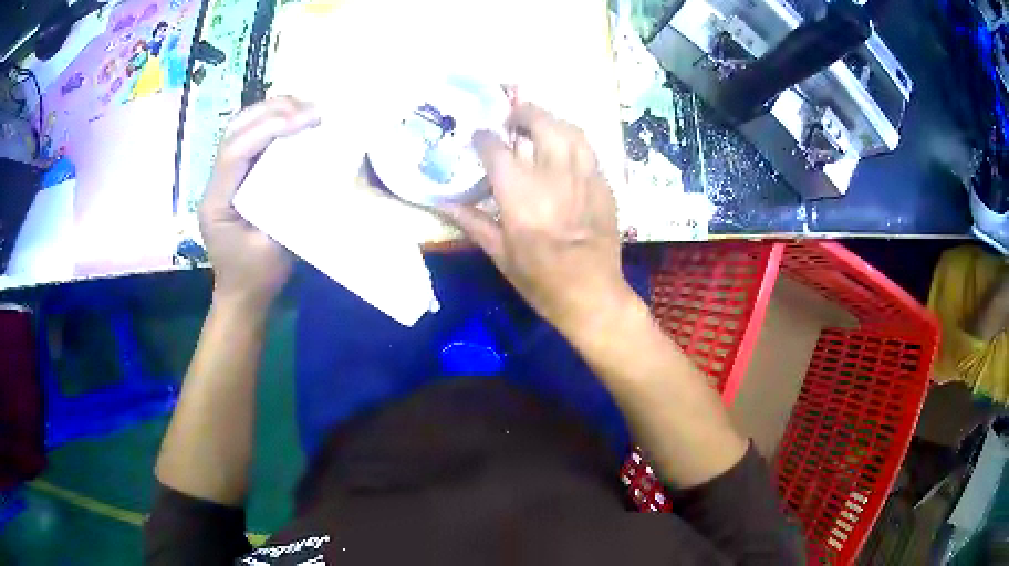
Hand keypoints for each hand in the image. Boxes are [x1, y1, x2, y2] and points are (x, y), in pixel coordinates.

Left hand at [199, 96, 319, 309]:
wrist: (240, 295)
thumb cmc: (256, 277)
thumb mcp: (276, 248)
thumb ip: (290, 207)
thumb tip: (317, 169)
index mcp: (216, 202)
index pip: (235, 151)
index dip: (269, 128)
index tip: (306, 119)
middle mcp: (213, 183)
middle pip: (234, 130)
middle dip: (270, 111)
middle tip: (310, 108)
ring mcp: (222, 178)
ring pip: (239, 128)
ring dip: (271, 111)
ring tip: (304, 109)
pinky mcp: (234, 177)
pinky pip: (248, 139)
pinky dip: (270, 123)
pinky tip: (292, 121)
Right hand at [442, 103, 632, 334]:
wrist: (591, 294)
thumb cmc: (540, 279)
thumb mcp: (500, 253)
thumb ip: (472, 222)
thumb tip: (442, 203)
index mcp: (518, 190)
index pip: (495, 148)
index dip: (484, 138)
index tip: (479, 138)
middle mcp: (551, 173)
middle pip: (540, 123)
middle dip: (523, 113)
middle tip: (512, 119)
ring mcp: (583, 175)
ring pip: (570, 130)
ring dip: (552, 121)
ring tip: (541, 127)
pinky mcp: (604, 185)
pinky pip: (589, 151)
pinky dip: (573, 143)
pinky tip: (566, 152)